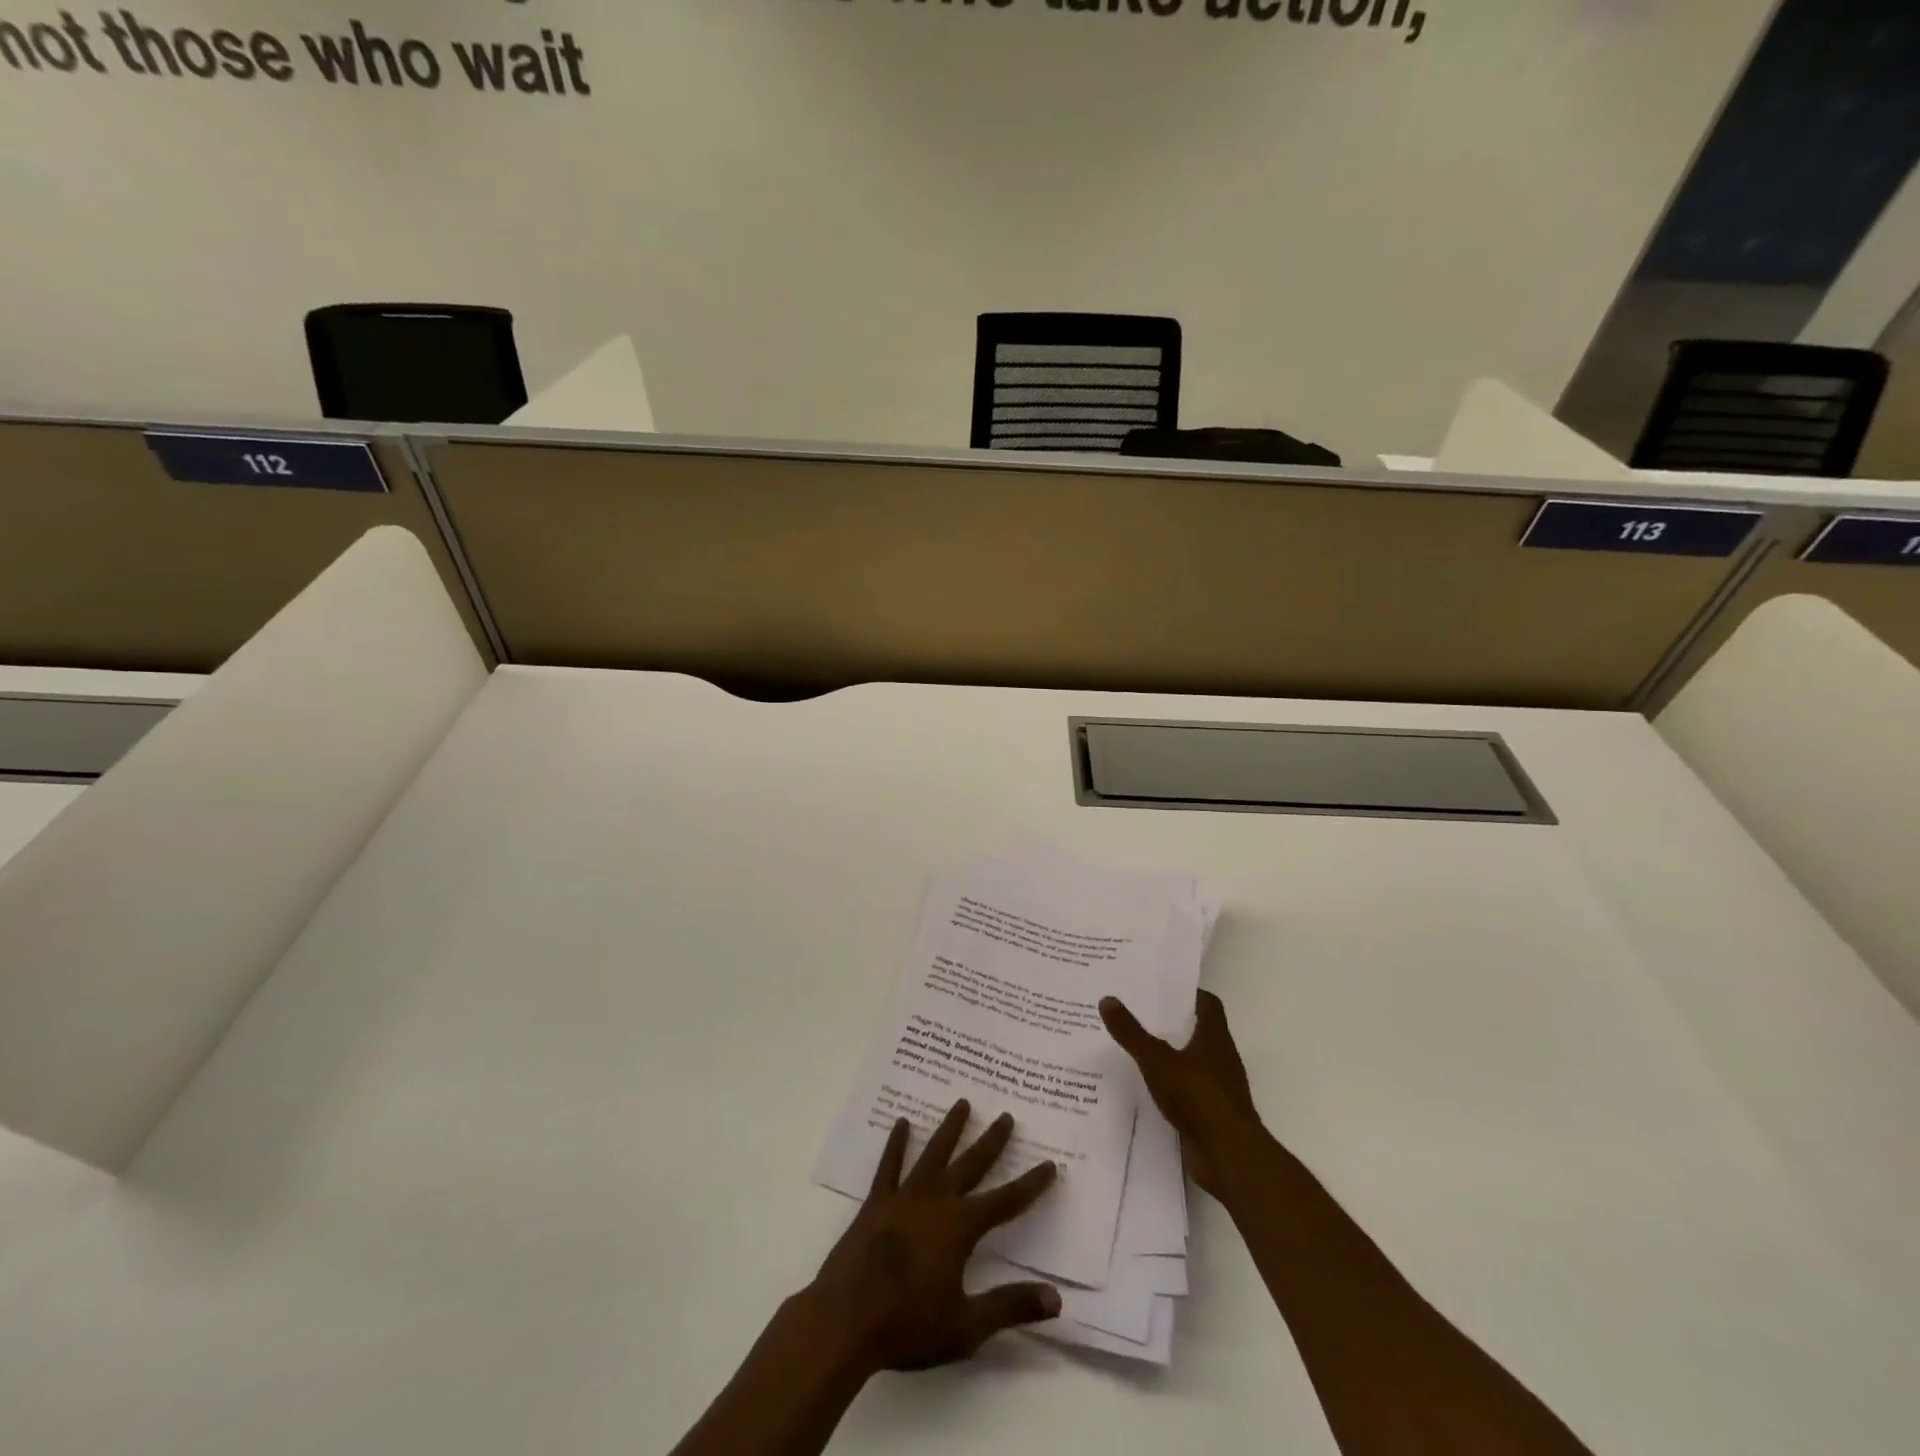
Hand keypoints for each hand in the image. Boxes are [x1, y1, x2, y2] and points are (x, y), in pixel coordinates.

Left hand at [802, 1100, 1061, 1375]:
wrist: (846, 1320)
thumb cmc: (908, 1325)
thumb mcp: (966, 1326)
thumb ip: (1010, 1306)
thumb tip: (1056, 1298)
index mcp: (960, 1227)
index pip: (1006, 1201)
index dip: (1030, 1184)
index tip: (1050, 1163)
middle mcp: (936, 1201)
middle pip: (971, 1165)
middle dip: (992, 1142)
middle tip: (1007, 1116)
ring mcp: (904, 1197)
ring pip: (933, 1153)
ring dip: (950, 1128)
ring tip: (963, 1102)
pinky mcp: (876, 1202)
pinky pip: (889, 1166)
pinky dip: (896, 1144)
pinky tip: (902, 1123)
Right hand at [1100, 990, 1262, 1198]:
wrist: (1229, 1157)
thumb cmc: (1198, 1097)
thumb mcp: (1157, 1060)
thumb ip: (1132, 1033)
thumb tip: (1107, 999)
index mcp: (1214, 1038)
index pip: (1208, 1004)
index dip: (1188, 994)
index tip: (1162, 988)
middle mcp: (1220, 1058)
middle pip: (1198, 1031)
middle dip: (1172, 1022)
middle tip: (1137, 1012)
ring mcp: (1217, 1088)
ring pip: (1191, 1061)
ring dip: (1169, 1054)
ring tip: (1135, 1047)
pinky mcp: (1210, 1114)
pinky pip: (1187, 1090)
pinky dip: (1170, 1085)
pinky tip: (1145, 1086)